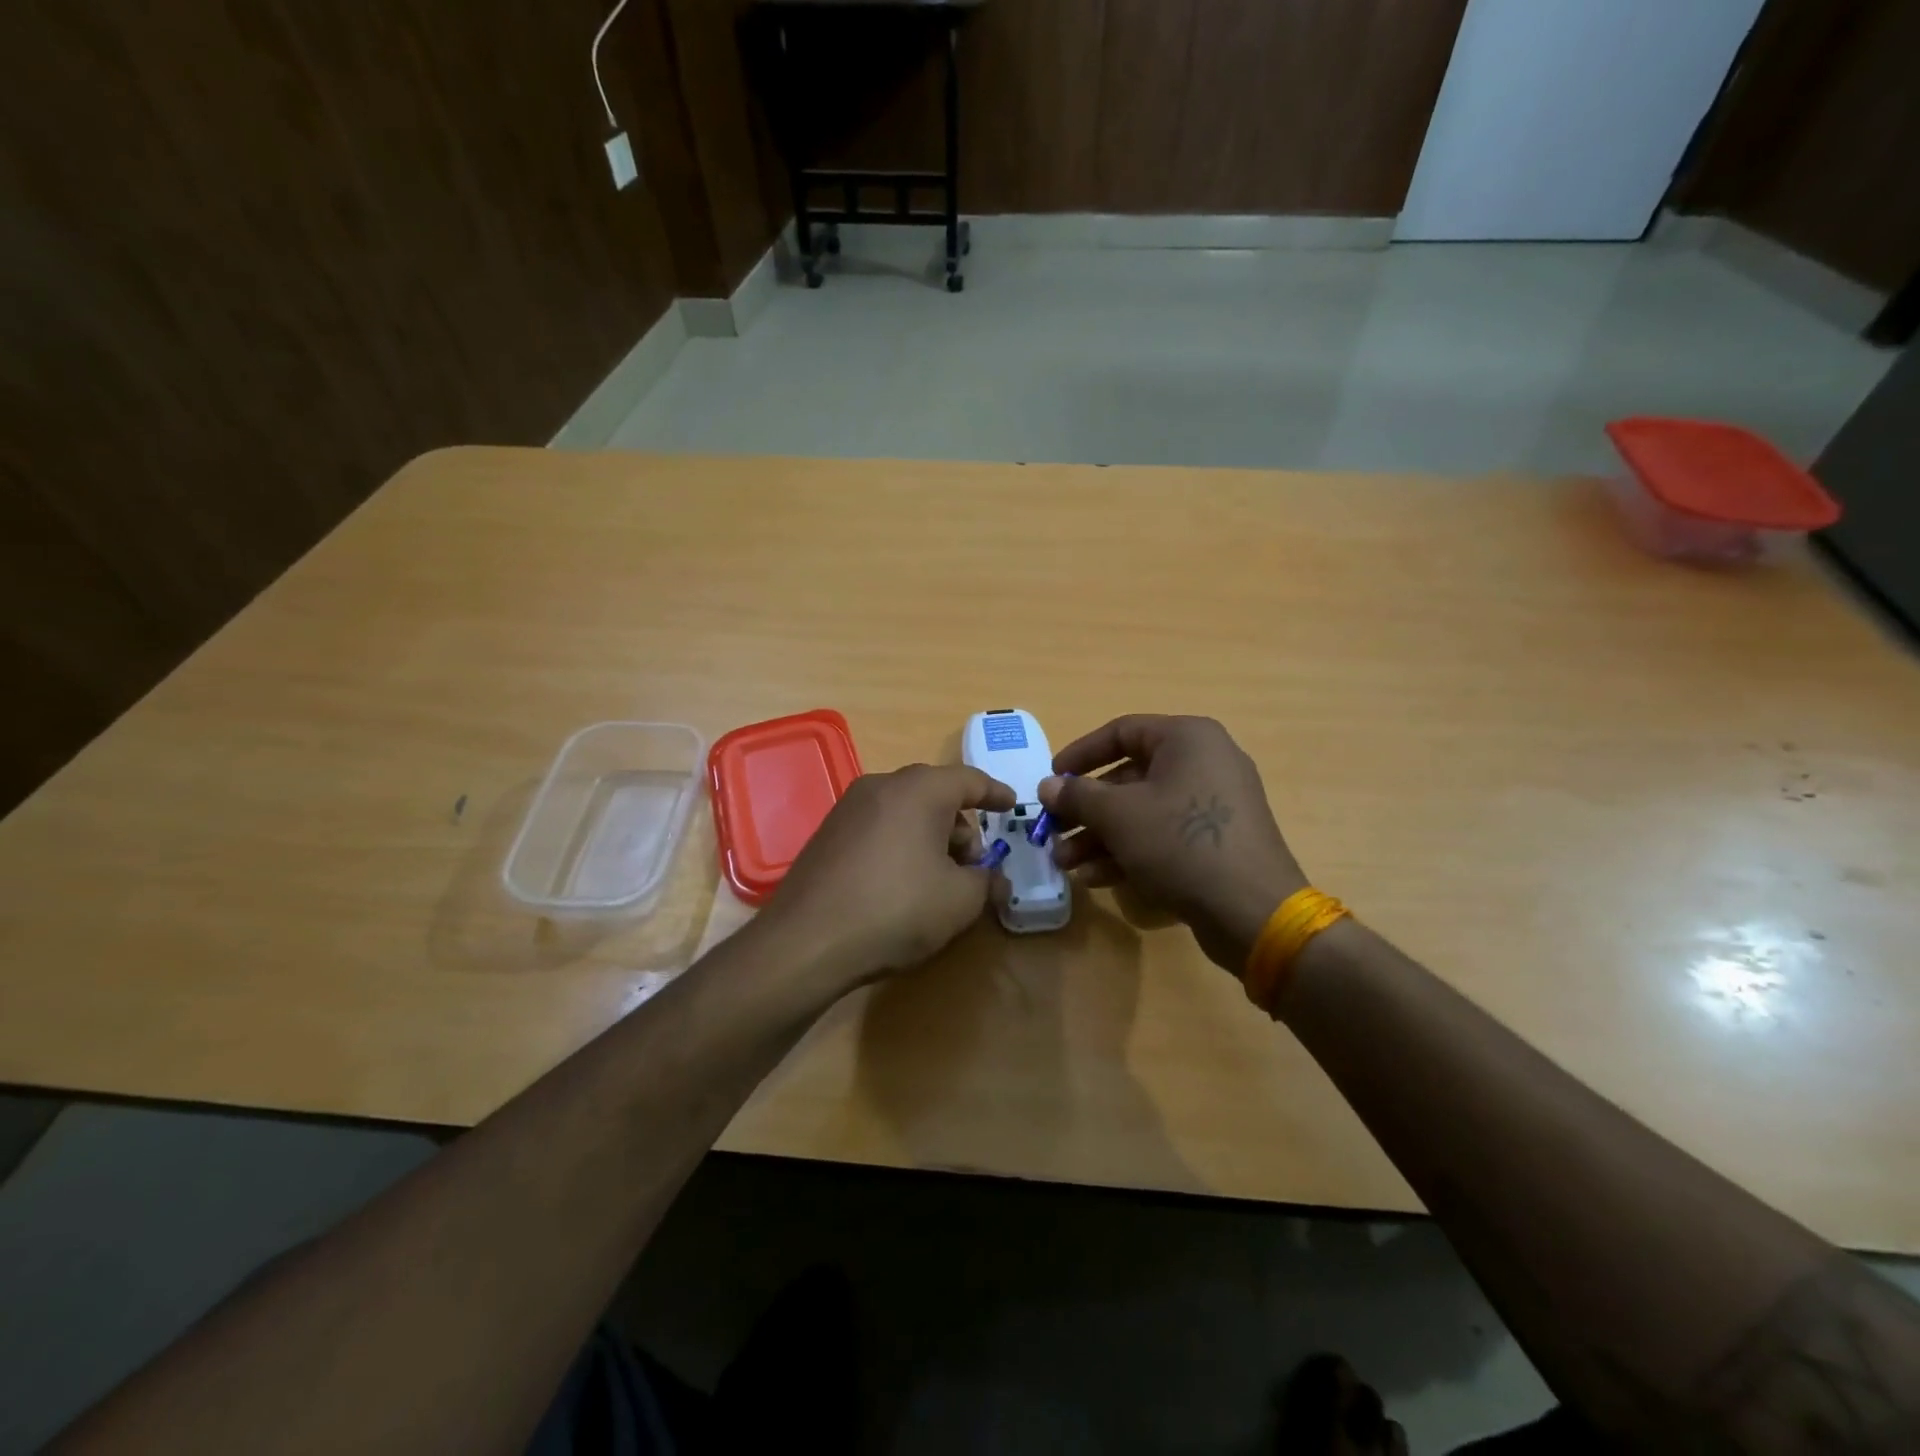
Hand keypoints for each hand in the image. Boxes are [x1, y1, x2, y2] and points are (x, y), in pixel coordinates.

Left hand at [759, 763, 1015, 988]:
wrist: (807, 941)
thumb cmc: (897, 909)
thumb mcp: (960, 900)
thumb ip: (987, 882)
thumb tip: (996, 879)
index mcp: (920, 790)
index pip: (970, 779)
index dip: (996, 793)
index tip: (1013, 805)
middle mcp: (882, 786)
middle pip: (935, 793)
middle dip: (962, 824)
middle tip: (975, 862)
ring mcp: (849, 807)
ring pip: (905, 810)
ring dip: (931, 836)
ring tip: (940, 878)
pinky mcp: (828, 833)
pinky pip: (879, 826)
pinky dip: (901, 843)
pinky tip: (903, 882)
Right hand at [1039, 715, 1306, 971]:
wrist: (1253, 910)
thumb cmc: (1182, 843)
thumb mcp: (1119, 815)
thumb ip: (1078, 795)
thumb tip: (1048, 786)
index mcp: (1187, 739)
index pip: (1121, 732)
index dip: (1079, 754)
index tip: (1050, 779)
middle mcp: (1205, 762)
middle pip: (1129, 777)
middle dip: (1086, 809)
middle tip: (1052, 831)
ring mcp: (1214, 805)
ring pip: (1143, 812)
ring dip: (1100, 836)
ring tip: (1065, 863)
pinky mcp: (1218, 842)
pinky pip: (1164, 836)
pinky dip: (1130, 851)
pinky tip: (1096, 878)